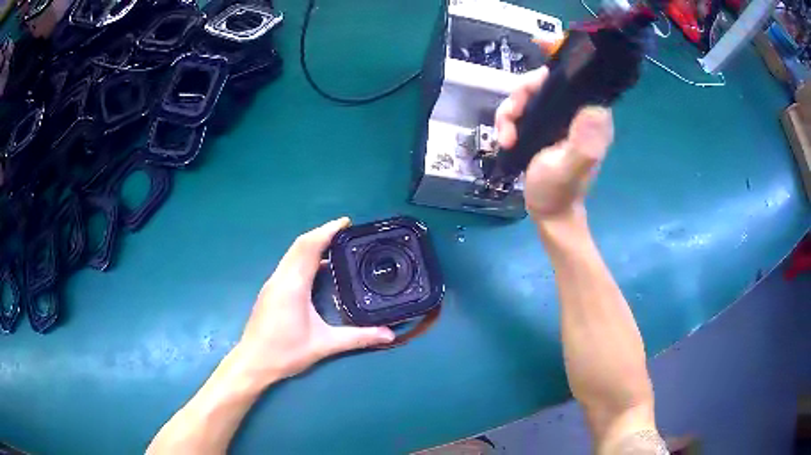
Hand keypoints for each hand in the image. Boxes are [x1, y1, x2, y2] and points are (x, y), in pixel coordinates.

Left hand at [231, 218, 394, 387]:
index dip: (327, 231)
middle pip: (300, 245)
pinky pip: (289, 264)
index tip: (346, 222)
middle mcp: (280, 278)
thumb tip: (389, 334)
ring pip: (292, 254)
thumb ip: (358, 338)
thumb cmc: (285, 352)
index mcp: (293, 285)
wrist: (253, 362)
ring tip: (336, 247)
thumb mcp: (324, 345)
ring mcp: (273, 283)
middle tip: (346, 233)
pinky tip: (318, 270)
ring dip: (312, 245)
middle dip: (322, 234)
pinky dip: (304, 257)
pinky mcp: (270, 291)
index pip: (309, 246)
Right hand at [495, 67, 613, 219]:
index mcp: (590, 117)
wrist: (548, 212)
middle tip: (510, 117)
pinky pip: (521, 108)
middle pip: (544, 80)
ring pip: (528, 93)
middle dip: (522, 94)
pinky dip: (508, 120)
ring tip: (506, 136)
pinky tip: (505, 139)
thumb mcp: (568, 169)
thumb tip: (594, 109)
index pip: (578, 77)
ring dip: (510, 110)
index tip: (540, 43)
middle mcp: (575, 111)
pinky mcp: (543, 124)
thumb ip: (582, 144)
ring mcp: (557, 117)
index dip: (560, 56)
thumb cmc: (559, 192)